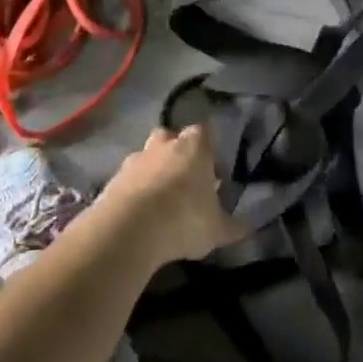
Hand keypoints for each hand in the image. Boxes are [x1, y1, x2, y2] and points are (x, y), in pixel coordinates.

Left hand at [91, 126, 246, 268]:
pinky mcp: (113, 178)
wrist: (130, 229)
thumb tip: (248, 226)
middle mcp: (164, 144)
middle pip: (170, 136)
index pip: (204, 131)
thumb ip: (233, 226)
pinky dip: (134, 189)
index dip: (208, 146)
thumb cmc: (184, 219)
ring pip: (147, 155)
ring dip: (153, 170)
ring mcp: (136, 159)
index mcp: (194, 147)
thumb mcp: (216, 230)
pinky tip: (139, 212)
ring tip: (160, 198)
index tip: (213, 165)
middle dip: (176, 151)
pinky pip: (128, 178)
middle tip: (184, 176)